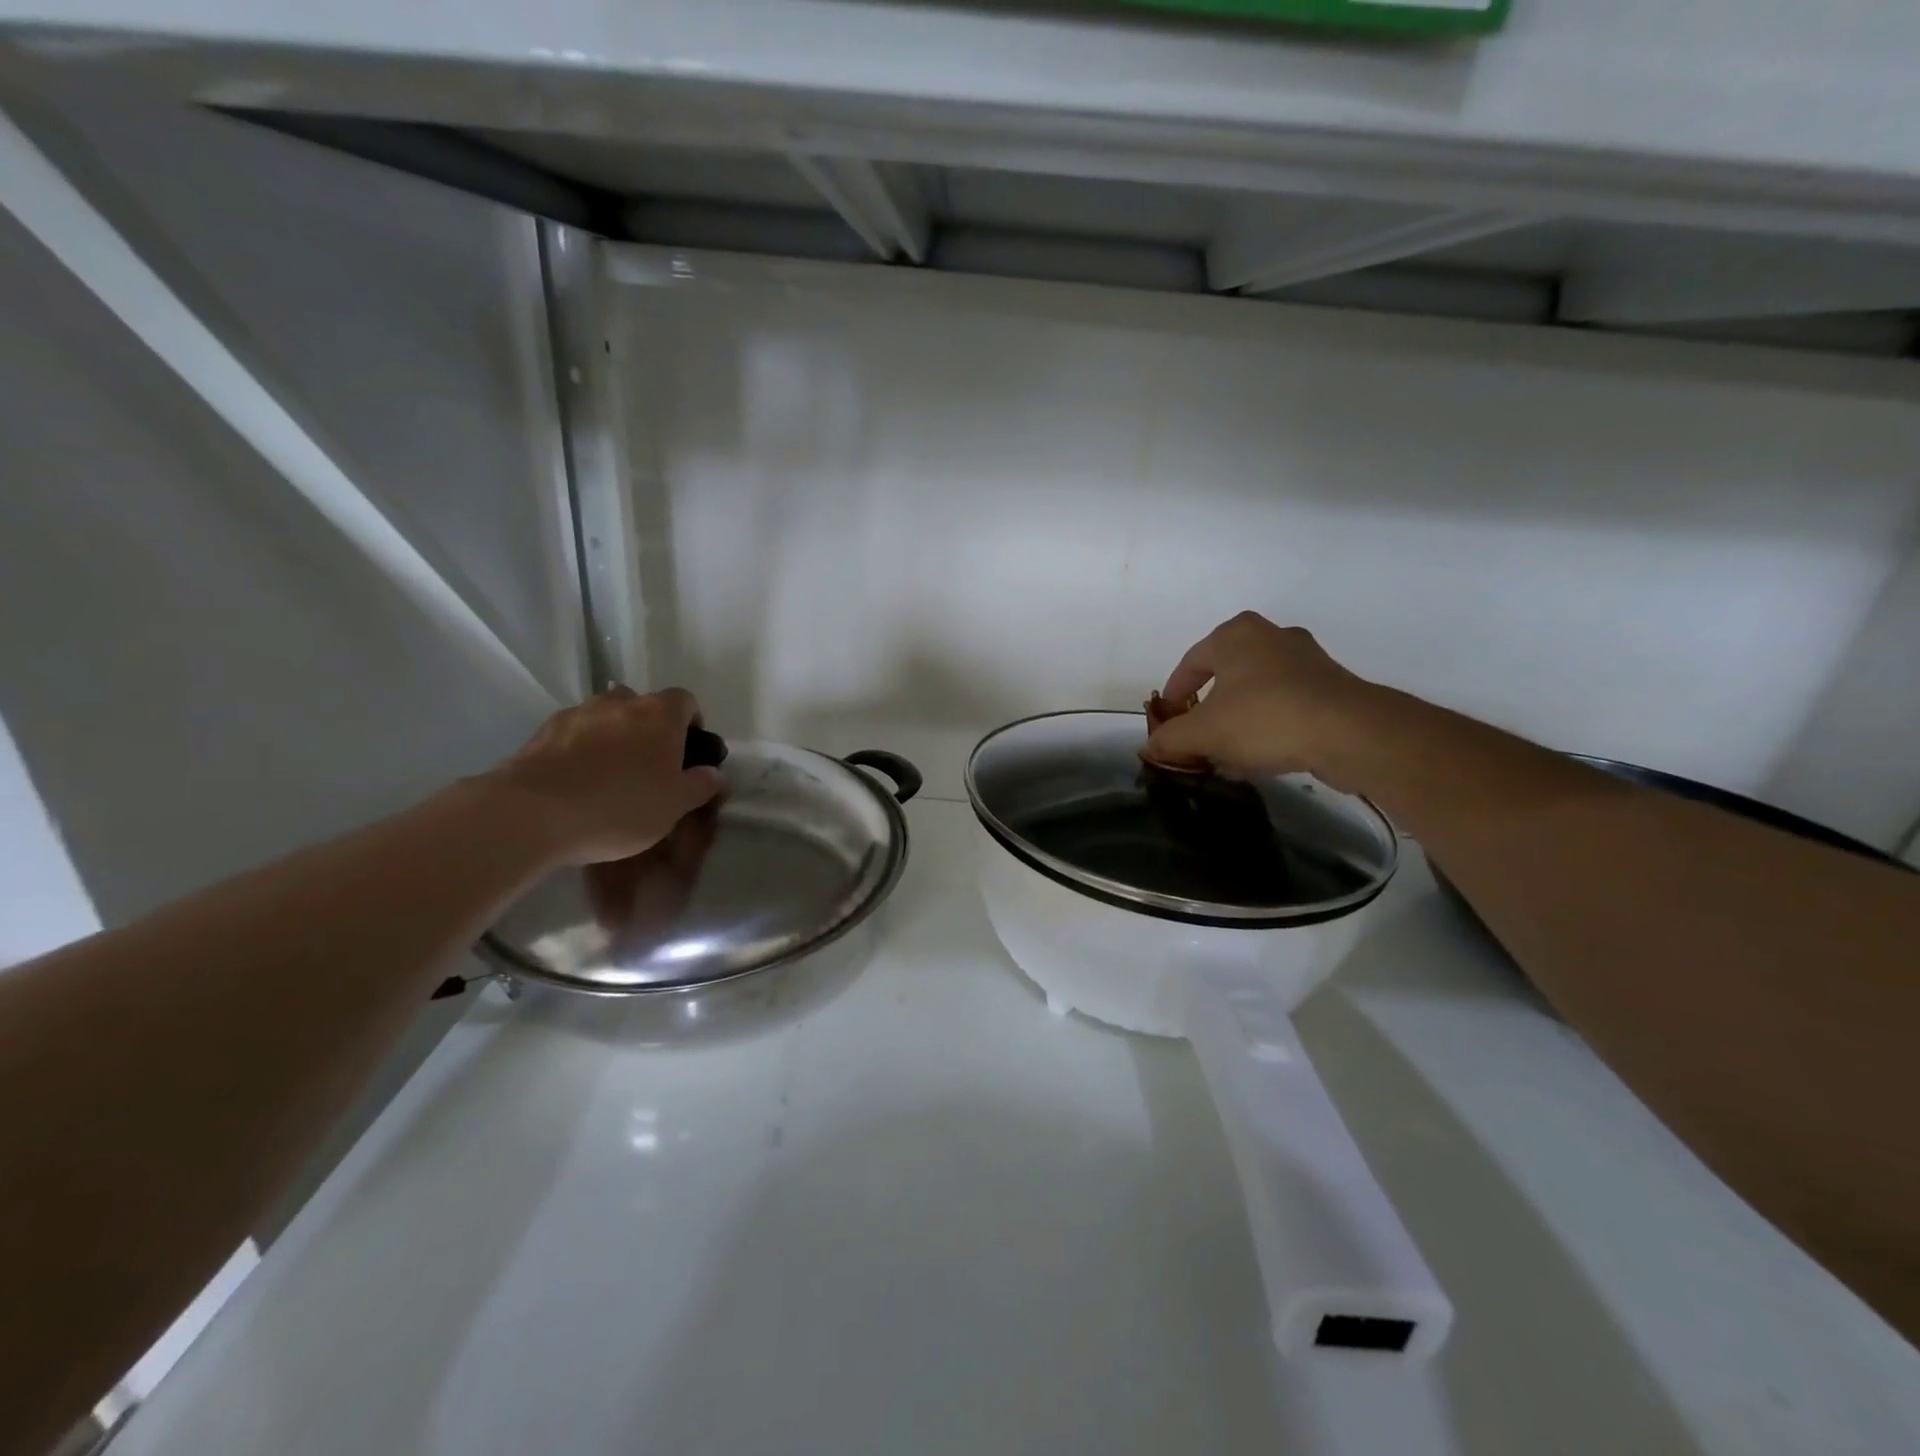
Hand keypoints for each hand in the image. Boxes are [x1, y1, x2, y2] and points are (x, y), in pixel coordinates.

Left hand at [485, 687, 724, 865]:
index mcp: (659, 714)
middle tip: (649, 767)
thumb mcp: (675, 805)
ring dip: (613, 737)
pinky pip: (573, 734)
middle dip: (649, 729)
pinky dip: (580, 750)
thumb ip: (701, 785)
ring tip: (609, 775)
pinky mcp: (542, 732)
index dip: (691, 722)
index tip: (689, 751)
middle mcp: (620, 702)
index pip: (685, 700)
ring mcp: (578, 713)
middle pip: (643, 705)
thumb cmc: (621, 806)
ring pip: (605, 717)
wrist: (533, 813)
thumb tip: (714, 773)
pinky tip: (577, 782)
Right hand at [1145, 613, 1383, 786]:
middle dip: (1208, 708)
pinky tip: (1262, 755)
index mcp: (1235, 635)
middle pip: (1225, 675)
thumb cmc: (1264, 719)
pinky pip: (1286, 704)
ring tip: (1228, 752)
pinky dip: (1268, 725)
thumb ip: (1170, 739)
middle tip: (1197, 736)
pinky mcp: (1333, 686)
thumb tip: (1152, 747)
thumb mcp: (1202, 733)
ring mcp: (1308, 659)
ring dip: (1239, 719)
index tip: (1167, 718)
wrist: (1349, 733)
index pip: (1191, 662)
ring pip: (1257, 691)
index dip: (1173, 693)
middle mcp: (1272, 636)